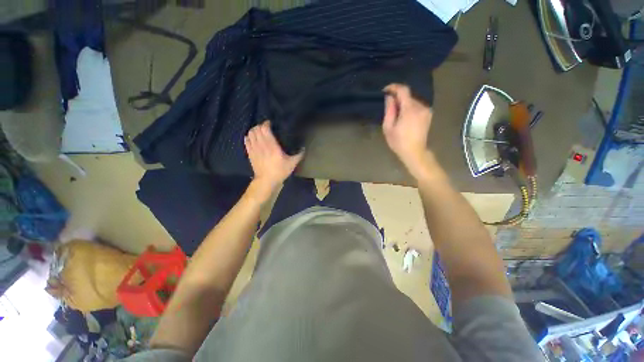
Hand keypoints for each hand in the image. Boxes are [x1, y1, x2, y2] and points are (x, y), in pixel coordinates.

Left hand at [244, 121, 303, 199]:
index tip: (271, 123)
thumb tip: (304, 148)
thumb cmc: (280, 171)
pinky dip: (248, 137)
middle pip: (257, 129)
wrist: (267, 181)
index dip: (266, 124)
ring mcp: (254, 149)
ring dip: (254, 130)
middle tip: (266, 127)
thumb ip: (299, 155)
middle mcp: (262, 145)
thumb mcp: (292, 163)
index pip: (265, 129)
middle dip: (260, 125)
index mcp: (272, 146)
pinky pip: (246, 141)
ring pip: (250, 133)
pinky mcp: (250, 153)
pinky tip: (252, 138)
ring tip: (259, 131)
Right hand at [382, 83, 433, 179]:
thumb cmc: (398, 142)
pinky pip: (417, 106)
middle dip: (397, 98)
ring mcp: (426, 110)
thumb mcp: (388, 127)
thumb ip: (389, 110)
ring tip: (396, 114)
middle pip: (408, 95)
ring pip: (412, 100)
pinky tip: (404, 117)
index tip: (385, 90)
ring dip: (403, 103)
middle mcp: (421, 106)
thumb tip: (389, 97)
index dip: (394, 87)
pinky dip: (409, 107)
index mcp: (410, 109)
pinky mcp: (428, 114)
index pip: (403, 90)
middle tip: (389, 107)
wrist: (414, 152)